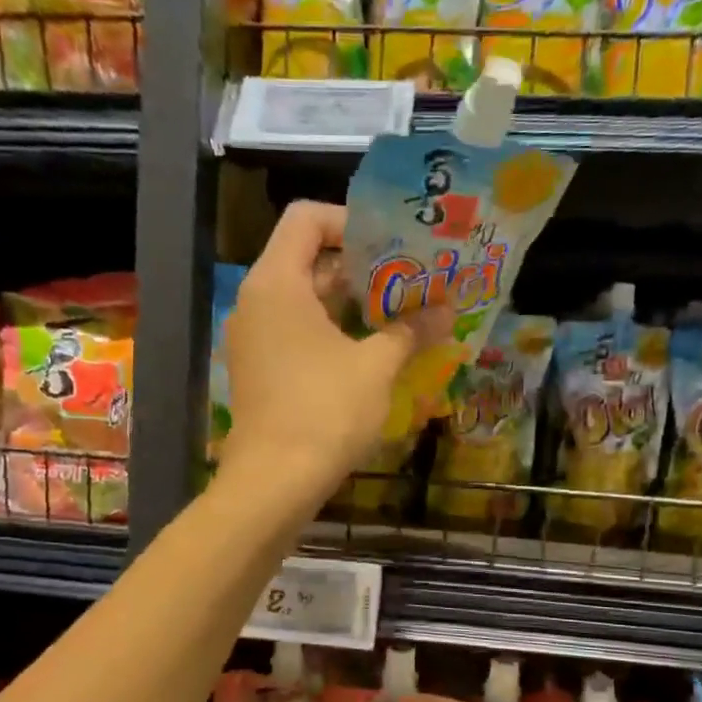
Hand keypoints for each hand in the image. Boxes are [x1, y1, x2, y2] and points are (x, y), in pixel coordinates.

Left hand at [220, 201, 445, 511]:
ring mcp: (254, 339)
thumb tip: (447, 311)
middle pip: (307, 259)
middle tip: (409, 279)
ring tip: (400, 313)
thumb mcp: (376, 367)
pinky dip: (332, 332)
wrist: (274, 482)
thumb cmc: (324, 411)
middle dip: (361, 267)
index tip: (393, 245)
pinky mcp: (260, 371)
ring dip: (351, 303)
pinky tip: (371, 351)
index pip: (306, 219)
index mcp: (277, 283)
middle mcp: (257, 302)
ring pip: (304, 301)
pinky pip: (296, 333)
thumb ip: (410, 330)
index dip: (351, 221)